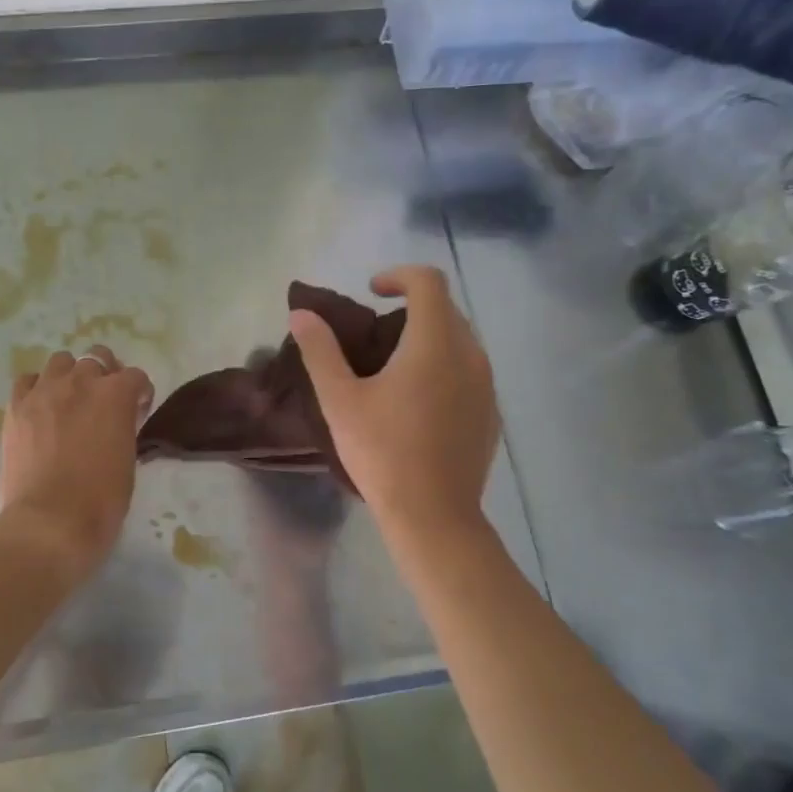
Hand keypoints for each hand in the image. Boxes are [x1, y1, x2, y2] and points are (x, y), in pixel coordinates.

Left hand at [0, 344, 153, 577]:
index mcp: (116, 395)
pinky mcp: (16, 407)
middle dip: (105, 376)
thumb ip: (123, 429)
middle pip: (97, 358)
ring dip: (70, 375)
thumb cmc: (101, 501)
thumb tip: (115, 423)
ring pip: (60, 361)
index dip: (139, 394)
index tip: (137, 412)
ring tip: (69, 401)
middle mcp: (81, 381)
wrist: (49, 523)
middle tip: (103, 403)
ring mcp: (44, 391)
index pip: (135, 377)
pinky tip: (40, 408)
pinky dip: (37, 388)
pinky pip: (27, 380)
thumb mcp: (127, 460)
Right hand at [288, 265, 497, 538]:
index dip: (398, 276)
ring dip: (429, 338)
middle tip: (376, 334)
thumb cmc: (382, 451)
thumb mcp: (340, 399)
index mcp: (434, 343)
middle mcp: (470, 355)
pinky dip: (445, 367)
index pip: (429, 282)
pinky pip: (469, 371)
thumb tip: (302, 313)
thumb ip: (320, 350)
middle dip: (412, 307)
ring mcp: (487, 385)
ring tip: (394, 368)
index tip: (372, 292)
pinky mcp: (491, 413)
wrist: (434, 515)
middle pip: (447, 309)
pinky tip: (418, 403)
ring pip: (461, 341)